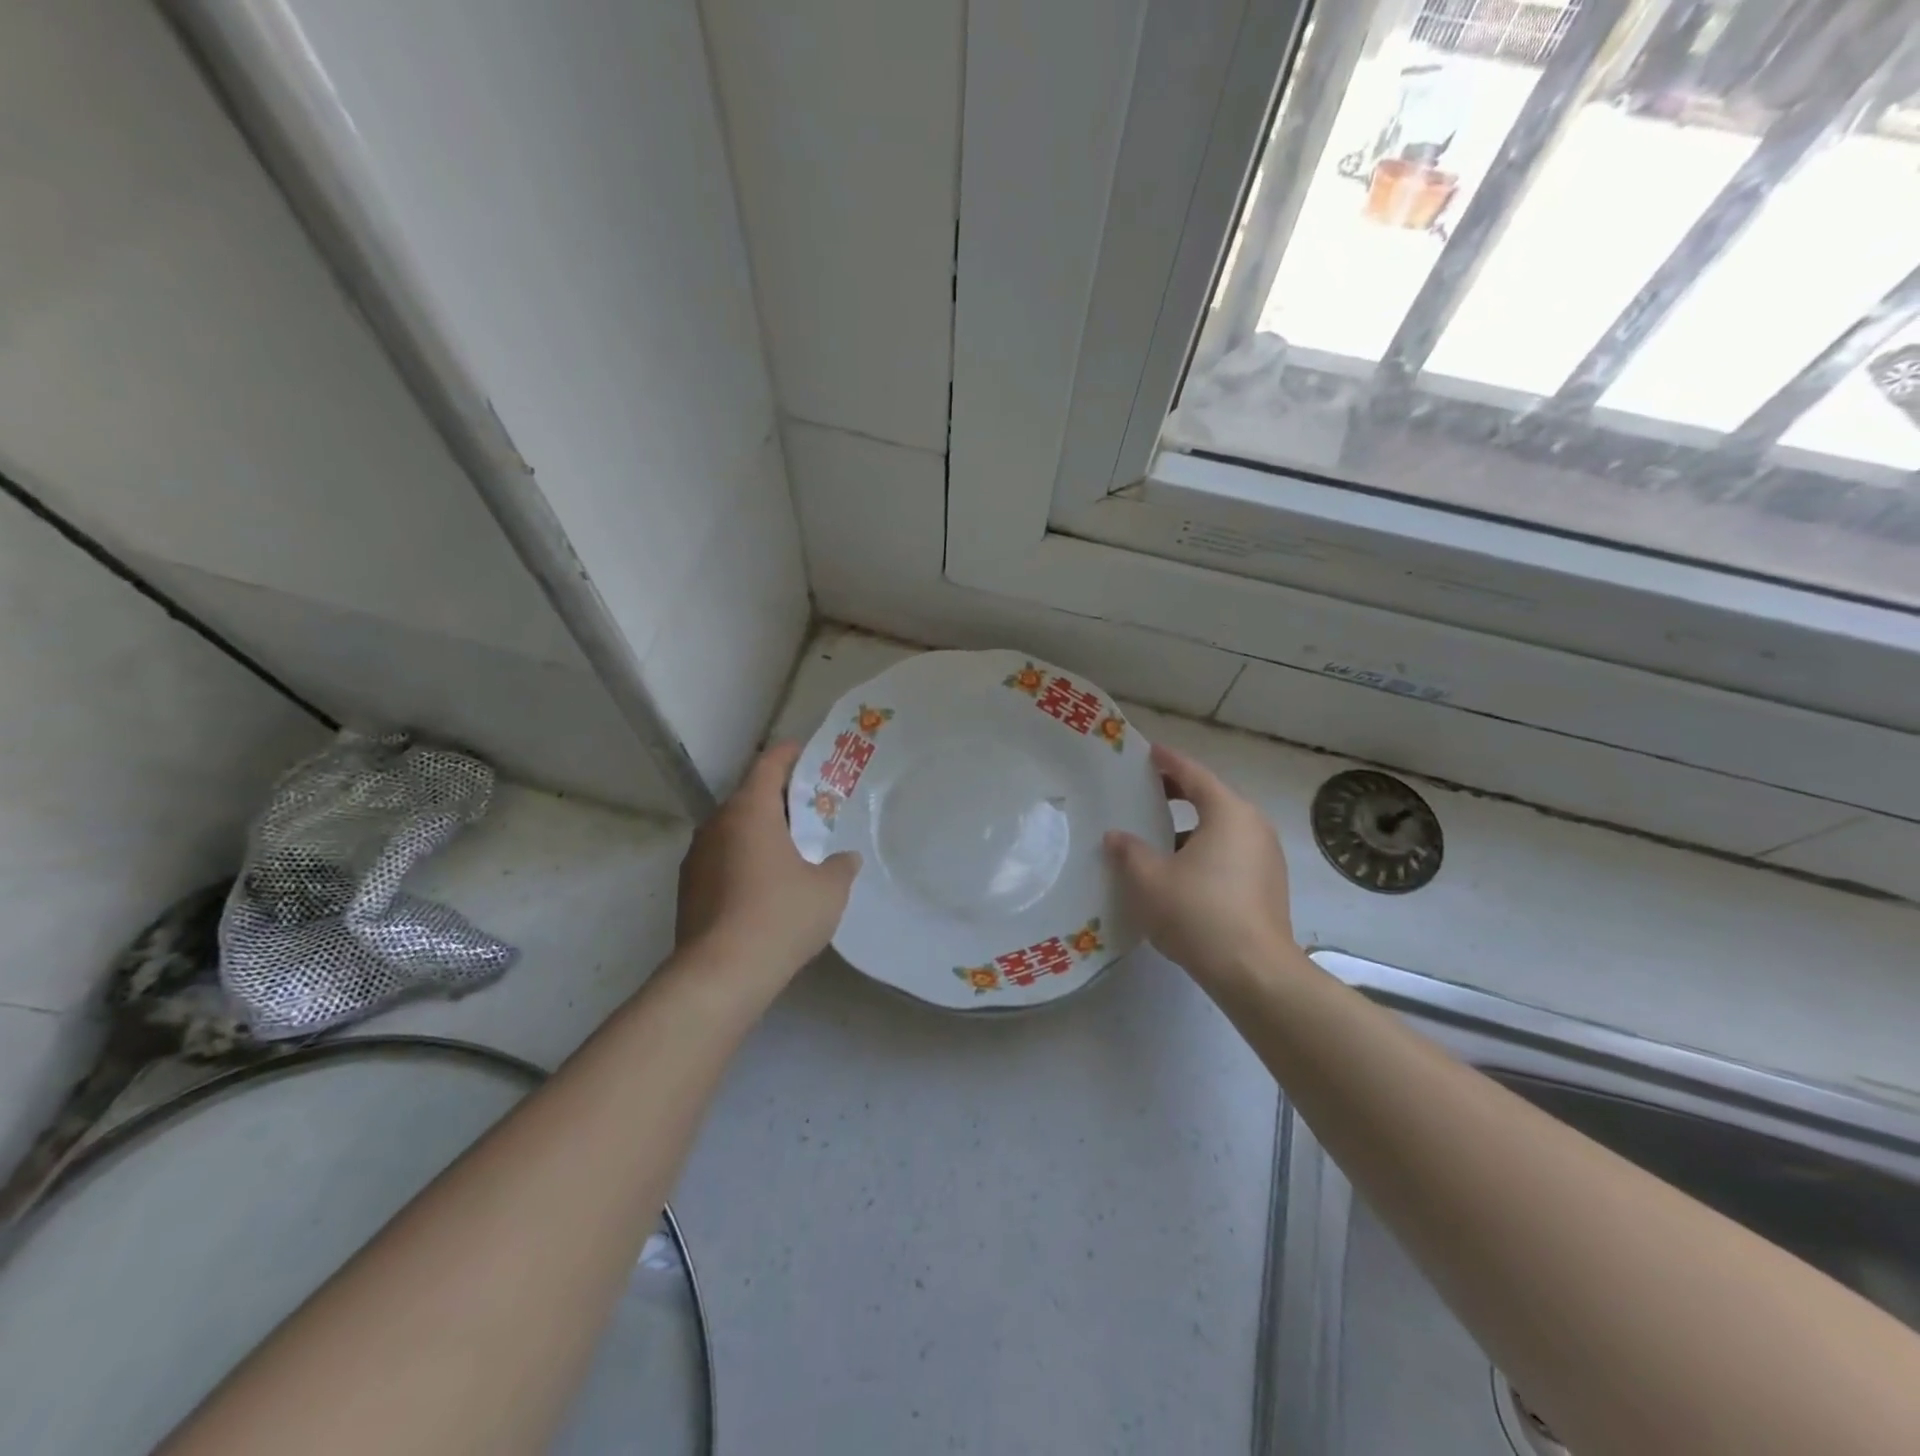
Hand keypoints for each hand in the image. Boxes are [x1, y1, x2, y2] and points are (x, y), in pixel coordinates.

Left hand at [675, 743, 860, 984]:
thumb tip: (845, 859)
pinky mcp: (688, 888)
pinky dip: (743, 859)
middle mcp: (716, 824)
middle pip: (749, 797)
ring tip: (789, 849)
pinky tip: (764, 885)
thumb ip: (840, 867)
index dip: (789, 754)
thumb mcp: (828, 891)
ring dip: (759, 832)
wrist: (721, 974)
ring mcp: (696, 857)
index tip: (807, 752)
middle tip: (810, 809)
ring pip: (733, 830)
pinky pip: (721, 859)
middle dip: (779, 799)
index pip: (768, 765)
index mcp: (749, 811)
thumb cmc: (780, 917)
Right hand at [1105, 744, 1297, 989]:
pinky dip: (1204, 850)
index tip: (1148, 752)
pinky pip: (1230, 853)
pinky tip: (1179, 871)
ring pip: (1221, 829)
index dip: (1168, 762)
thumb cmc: (1198, 913)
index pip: (1193, 774)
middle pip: (1211, 798)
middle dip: (1177, 794)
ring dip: (1189, 827)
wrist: (1254, 972)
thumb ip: (1129, 851)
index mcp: (1228, 813)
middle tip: (1145, 791)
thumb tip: (1116, 836)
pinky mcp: (1268, 885)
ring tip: (1155, 836)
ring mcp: (1266, 857)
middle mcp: (1253, 826)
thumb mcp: (1149, 879)